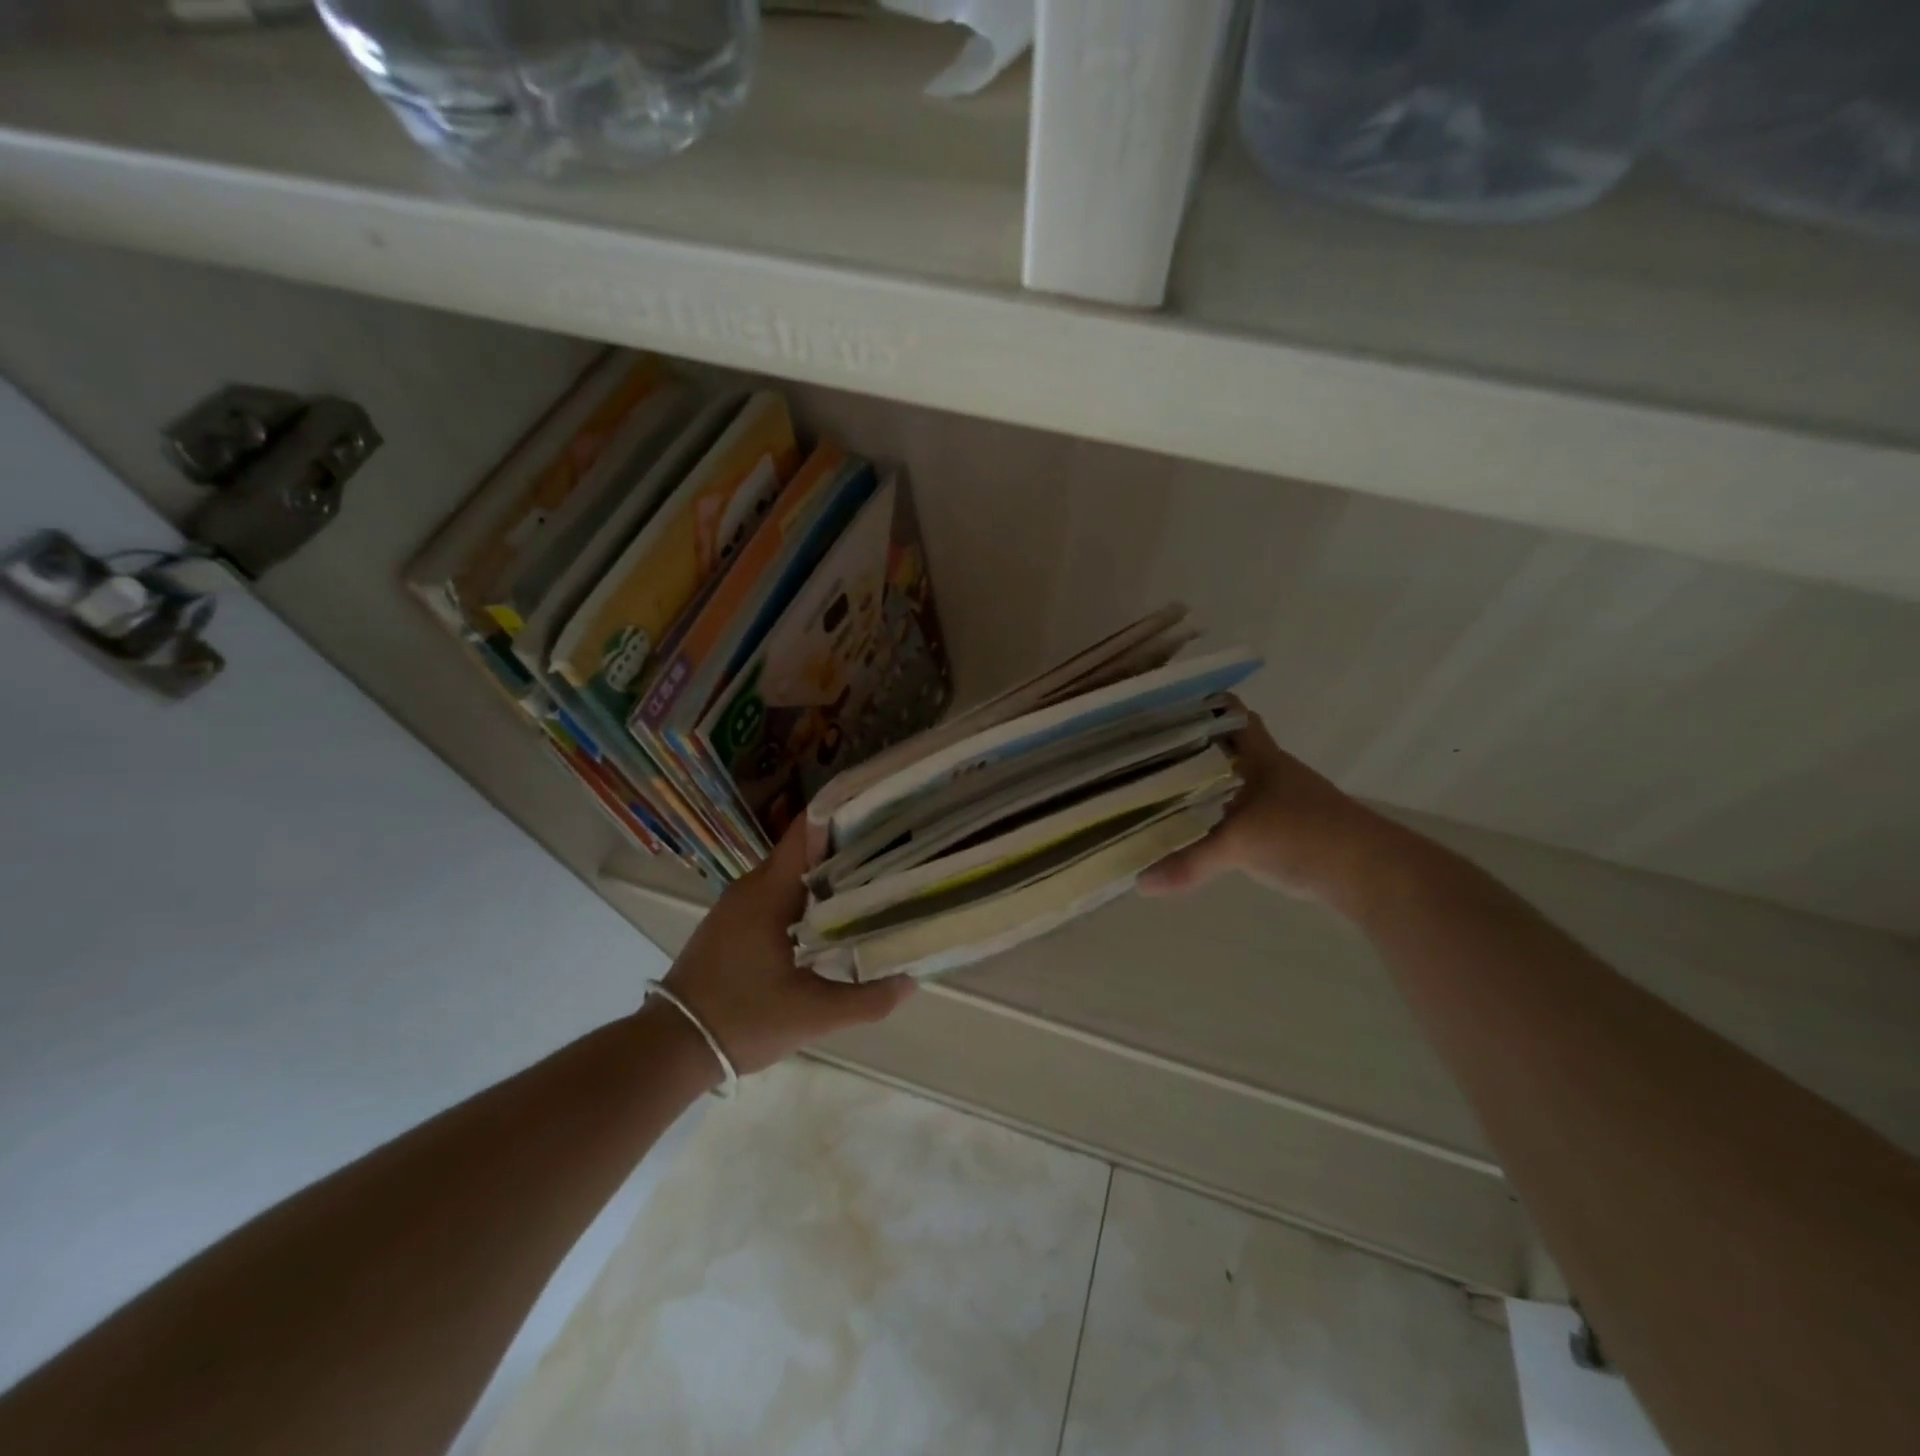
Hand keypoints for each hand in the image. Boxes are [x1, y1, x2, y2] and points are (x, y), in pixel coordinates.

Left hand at [661, 820, 914, 1076]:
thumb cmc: (743, 1019)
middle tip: (891, 855)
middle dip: (846, 849)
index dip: (844, 816)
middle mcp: (752, 886)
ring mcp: (737, 904)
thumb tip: (911, 980)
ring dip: (825, 876)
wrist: (671, 1047)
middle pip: (804, 851)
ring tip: (870, 883)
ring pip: (790, 875)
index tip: (882, 815)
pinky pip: (775, 894)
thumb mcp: (812, 1015)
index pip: (807, 831)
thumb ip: (866, 999)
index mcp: (770, 891)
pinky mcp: (731, 923)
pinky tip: (830, 918)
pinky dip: (805, 897)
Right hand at [1139, 705, 1387, 912]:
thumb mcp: (1240, 844)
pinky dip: (1220, 815)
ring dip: (1205, 783)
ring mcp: (1281, 800)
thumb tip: (1141, 882)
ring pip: (1234, 781)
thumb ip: (1190, 861)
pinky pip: (1242, 812)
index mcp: (1261, 757)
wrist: (1370, 872)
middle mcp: (1271, 771)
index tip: (1162, 710)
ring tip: (1161, 789)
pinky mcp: (1287, 829)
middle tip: (1147, 754)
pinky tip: (1197, 829)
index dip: (1201, 705)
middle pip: (1227, 748)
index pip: (1232, 714)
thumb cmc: (1304, 834)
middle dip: (1192, 747)